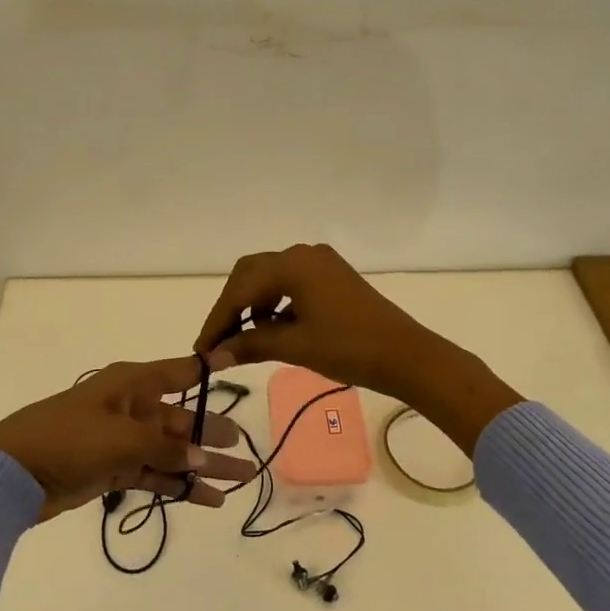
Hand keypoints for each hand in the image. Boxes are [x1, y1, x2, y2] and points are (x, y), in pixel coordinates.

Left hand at [0, 356, 256, 520]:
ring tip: (239, 480)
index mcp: (132, 384)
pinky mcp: (113, 469)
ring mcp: (122, 440)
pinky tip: (207, 500)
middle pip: (181, 419)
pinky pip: (155, 474)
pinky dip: (178, 486)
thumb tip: (204, 457)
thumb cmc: (68, 438)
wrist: (13, 473)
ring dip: (202, 466)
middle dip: (213, 434)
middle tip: (247, 450)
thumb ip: (165, 446)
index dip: (207, 370)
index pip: (178, 372)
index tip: (236, 364)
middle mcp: (132, 407)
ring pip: (172, 450)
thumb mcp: (121, 437)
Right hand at [193, 243, 522, 453]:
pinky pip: (291, 283)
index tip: (202, 349)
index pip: (240, 289)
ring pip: (270, 278)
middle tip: (219, 341)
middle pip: (251, 274)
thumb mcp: (295, 346)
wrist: (407, 355)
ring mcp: (320, 262)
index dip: (218, 319)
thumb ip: (250, 344)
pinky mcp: (332, 276)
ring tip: (247, 339)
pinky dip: (276, 304)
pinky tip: (275, 328)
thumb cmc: (349, 348)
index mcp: (292, 264)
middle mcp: (303, 253)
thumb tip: (213, 357)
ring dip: (253, 305)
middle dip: (232, 306)